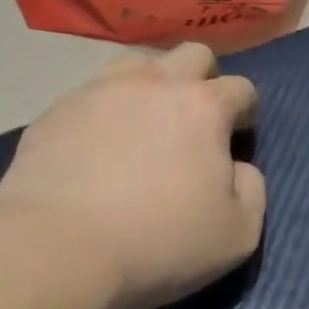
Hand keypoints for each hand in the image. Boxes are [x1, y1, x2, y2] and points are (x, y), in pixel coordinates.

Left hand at [0, 44, 265, 308]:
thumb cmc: (157, 242)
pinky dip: (105, 110)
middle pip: (192, 54)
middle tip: (195, 119)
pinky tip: (97, 145)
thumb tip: (238, 168)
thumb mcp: (237, 233)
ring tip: (145, 121)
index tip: (236, 139)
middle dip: (204, 79)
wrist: (56, 253)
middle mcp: (155, 83)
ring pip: (138, 62)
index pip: (241, 88)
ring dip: (152, 83)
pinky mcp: (57, 110)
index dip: (245, 112)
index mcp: (204, 106)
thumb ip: (252, 189)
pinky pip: (91, 94)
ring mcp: (101, 91)